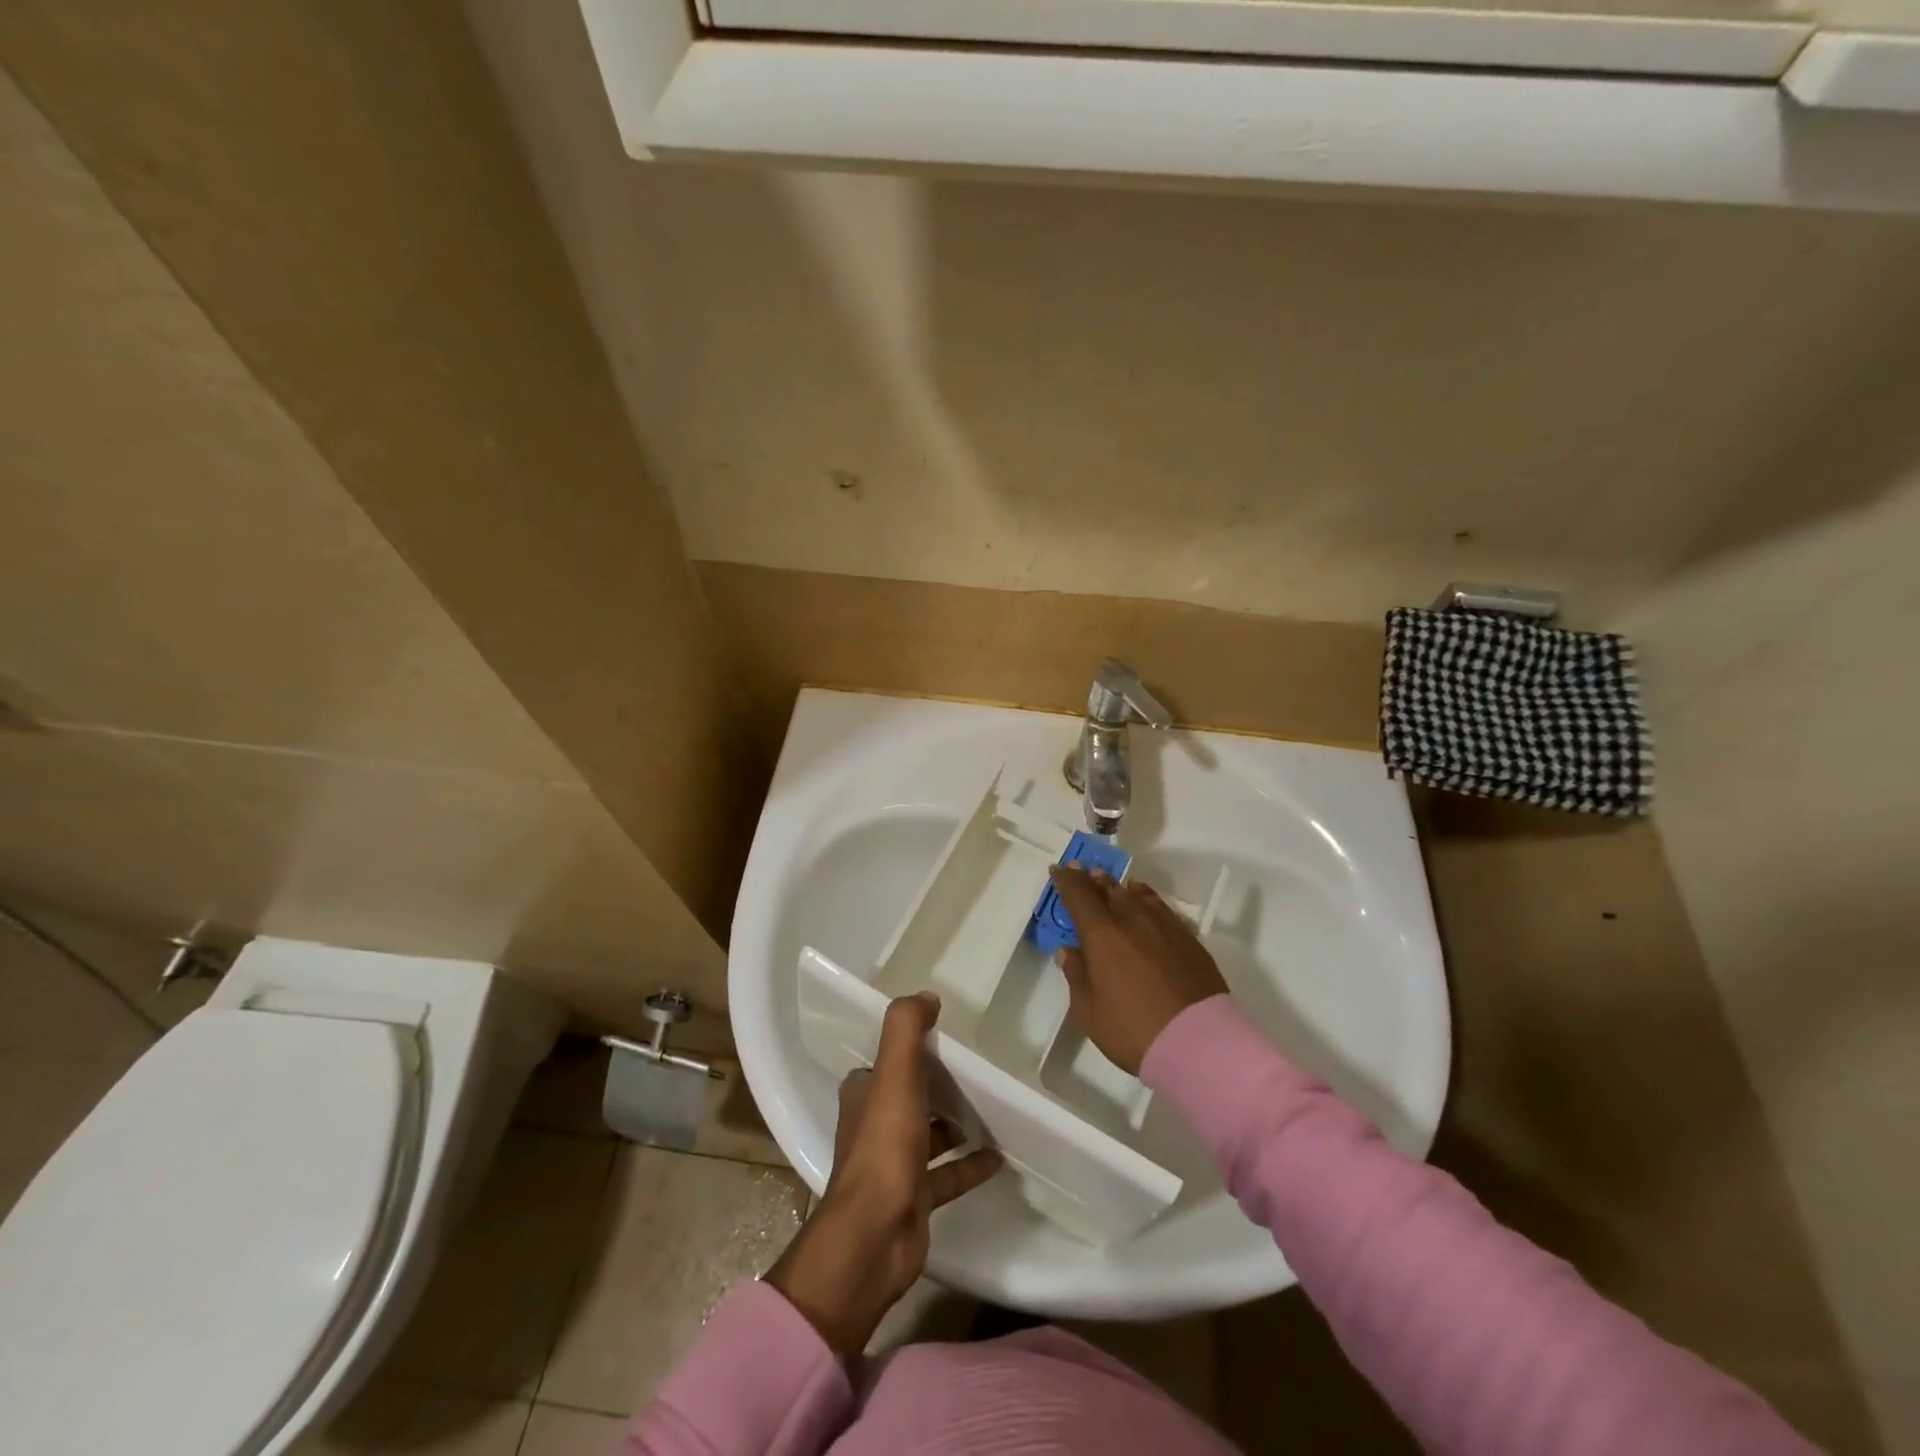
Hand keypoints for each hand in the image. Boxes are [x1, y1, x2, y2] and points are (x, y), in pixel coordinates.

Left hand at [766, 992, 1001, 1358]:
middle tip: (976, 1069)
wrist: (874, 1237)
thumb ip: (906, 1029)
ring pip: (928, 1134)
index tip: (943, 1036)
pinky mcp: (914, 1198)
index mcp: (863, 1095)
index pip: (885, 1062)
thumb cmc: (884, 1147)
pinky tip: (998, 1156)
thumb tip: (925, 996)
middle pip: (908, 1096)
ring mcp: (894, 1165)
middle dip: (936, 1084)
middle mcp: (874, 1126)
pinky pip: (947, 1175)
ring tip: (992, 1107)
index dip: (909, 1049)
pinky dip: (969, 1164)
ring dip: (954, 1122)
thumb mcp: (895, 1075)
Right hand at [1050, 863, 1230, 1074]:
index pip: (1078, 896)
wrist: (1197, 1041)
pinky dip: (1144, 896)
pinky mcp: (1186, 936)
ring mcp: (1162, 925)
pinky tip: (1142, 897)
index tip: (1058, 870)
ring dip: (1116, 885)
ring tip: (1108, 881)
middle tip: (1080, 869)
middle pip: (1106, 889)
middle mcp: (1130, 919)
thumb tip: (1069, 951)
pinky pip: (1159, 905)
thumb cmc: (1132, 1029)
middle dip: (1090, 879)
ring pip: (1134, 894)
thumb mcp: (1089, 1010)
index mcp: (1100, 934)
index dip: (1066, 881)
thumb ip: (1077, 975)